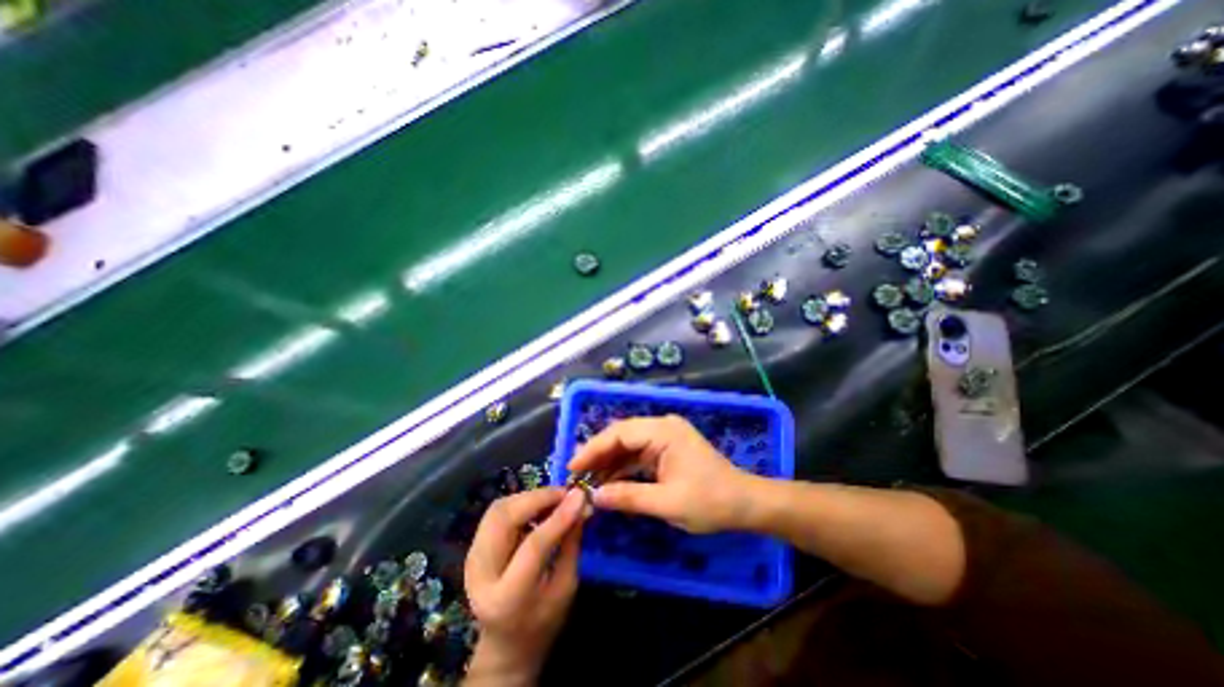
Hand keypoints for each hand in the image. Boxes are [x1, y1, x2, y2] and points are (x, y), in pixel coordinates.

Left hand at [466, 485, 586, 684]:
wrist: (505, 644)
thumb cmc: (542, 621)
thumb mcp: (565, 587)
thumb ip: (571, 543)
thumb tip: (581, 503)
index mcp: (506, 597)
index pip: (533, 546)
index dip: (558, 516)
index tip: (580, 495)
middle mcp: (480, 574)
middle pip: (505, 518)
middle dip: (538, 497)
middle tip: (566, 493)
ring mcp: (471, 558)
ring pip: (499, 508)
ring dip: (529, 497)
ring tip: (554, 499)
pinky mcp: (473, 546)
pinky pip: (497, 511)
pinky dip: (521, 502)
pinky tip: (538, 506)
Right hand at [572, 414, 761, 535]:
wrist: (745, 504)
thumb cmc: (710, 501)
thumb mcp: (667, 503)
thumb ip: (628, 497)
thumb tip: (594, 496)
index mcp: (663, 431)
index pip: (620, 433)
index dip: (593, 449)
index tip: (572, 467)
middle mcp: (662, 427)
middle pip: (621, 436)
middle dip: (598, 454)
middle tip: (575, 475)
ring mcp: (665, 437)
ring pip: (628, 445)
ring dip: (609, 462)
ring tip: (587, 481)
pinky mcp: (667, 449)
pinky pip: (638, 455)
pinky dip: (623, 468)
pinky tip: (609, 482)